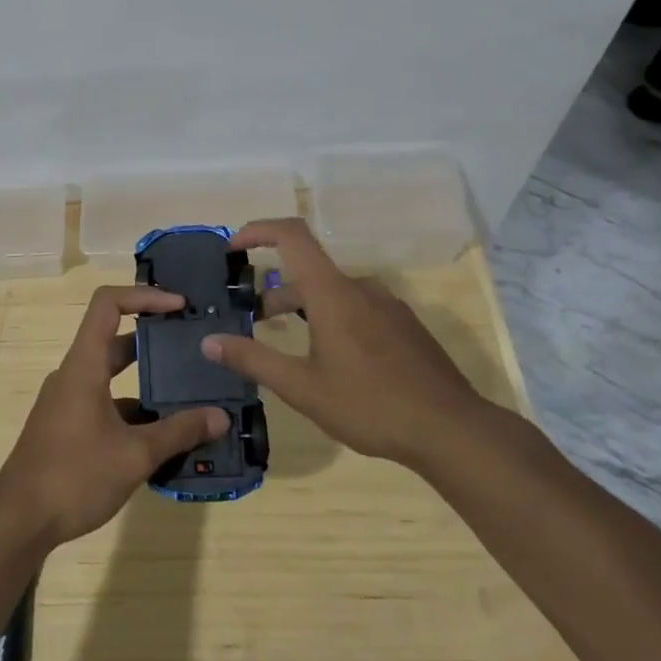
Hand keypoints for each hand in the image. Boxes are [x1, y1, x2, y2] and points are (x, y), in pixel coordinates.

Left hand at [0, 285, 231, 545]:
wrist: (18, 522)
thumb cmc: (73, 476)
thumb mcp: (134, 455)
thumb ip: (178, 432)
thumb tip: (220, 417)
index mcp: (84, 366)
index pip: (108, 304)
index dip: (144, 296)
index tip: (179, 306)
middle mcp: (74, 375)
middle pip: (116, 339)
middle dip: (156, 340)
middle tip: (194, 346)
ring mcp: (69, 402)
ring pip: (113, 377)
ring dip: (148, 383)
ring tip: (191, 395)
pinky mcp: (68, 427)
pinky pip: (107, 405)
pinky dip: (135, 412)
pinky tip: (165, 436)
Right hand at [202, 218, 483, 470]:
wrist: (452, 430)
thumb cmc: (370, 405)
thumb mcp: (303, 388)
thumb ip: (254, 360)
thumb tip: (209, 341)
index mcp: (333, 293)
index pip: (292, 235)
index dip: (258, 230)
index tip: (233, 247)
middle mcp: (360, 288)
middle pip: (308, 272)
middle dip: (274, 292)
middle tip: (251, 323)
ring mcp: (387, 306)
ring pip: (333, 294)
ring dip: (303, 309)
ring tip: (288, 347)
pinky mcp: (404, 327)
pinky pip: (357, 309)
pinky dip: (331, 319)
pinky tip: (332, 361)